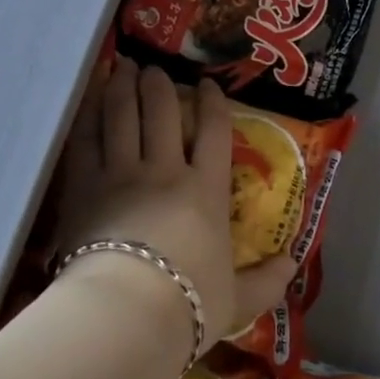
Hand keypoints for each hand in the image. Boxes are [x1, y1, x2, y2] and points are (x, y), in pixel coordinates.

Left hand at [55, 59, 296, 343]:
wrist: (127, 311)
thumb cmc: (187, 305)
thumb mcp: (238, 300)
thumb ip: (266, 281)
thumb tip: (294, 264)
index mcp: (206, 191)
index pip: (215, 133)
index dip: (213, 103)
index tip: (207, 84)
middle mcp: (165, 170)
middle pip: (163, 113)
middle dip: (159, 85)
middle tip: (154, 68)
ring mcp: (122, 173)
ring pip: (123, 116)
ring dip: (124, 87)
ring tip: (124, 67)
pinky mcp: (85, 185)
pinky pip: (86, 138)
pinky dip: (89, 113)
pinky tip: (90, 96)